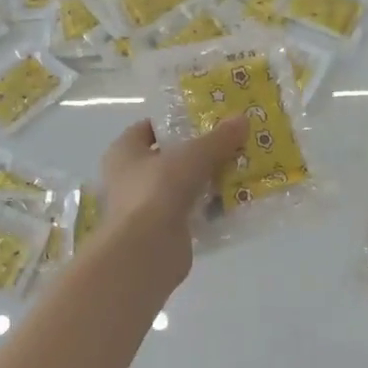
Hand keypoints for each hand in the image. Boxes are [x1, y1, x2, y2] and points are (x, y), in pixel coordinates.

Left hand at [96, 116, 248, 291]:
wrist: (148, 249)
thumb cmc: (159, 190)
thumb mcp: (194, 156)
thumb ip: (218, 138)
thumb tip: (243, 118)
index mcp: (123, 152)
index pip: (148, 128)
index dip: (175, 122)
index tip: (206, 120)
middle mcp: (129, 178)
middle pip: (168, 159)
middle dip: (199, 153)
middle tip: (231, 144)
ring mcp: (144, 208)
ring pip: (181, 188)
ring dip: (207, 182)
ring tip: (241, 171)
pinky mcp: (162, 233)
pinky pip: (190, 214)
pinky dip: (209, 209)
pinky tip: (235, 203)